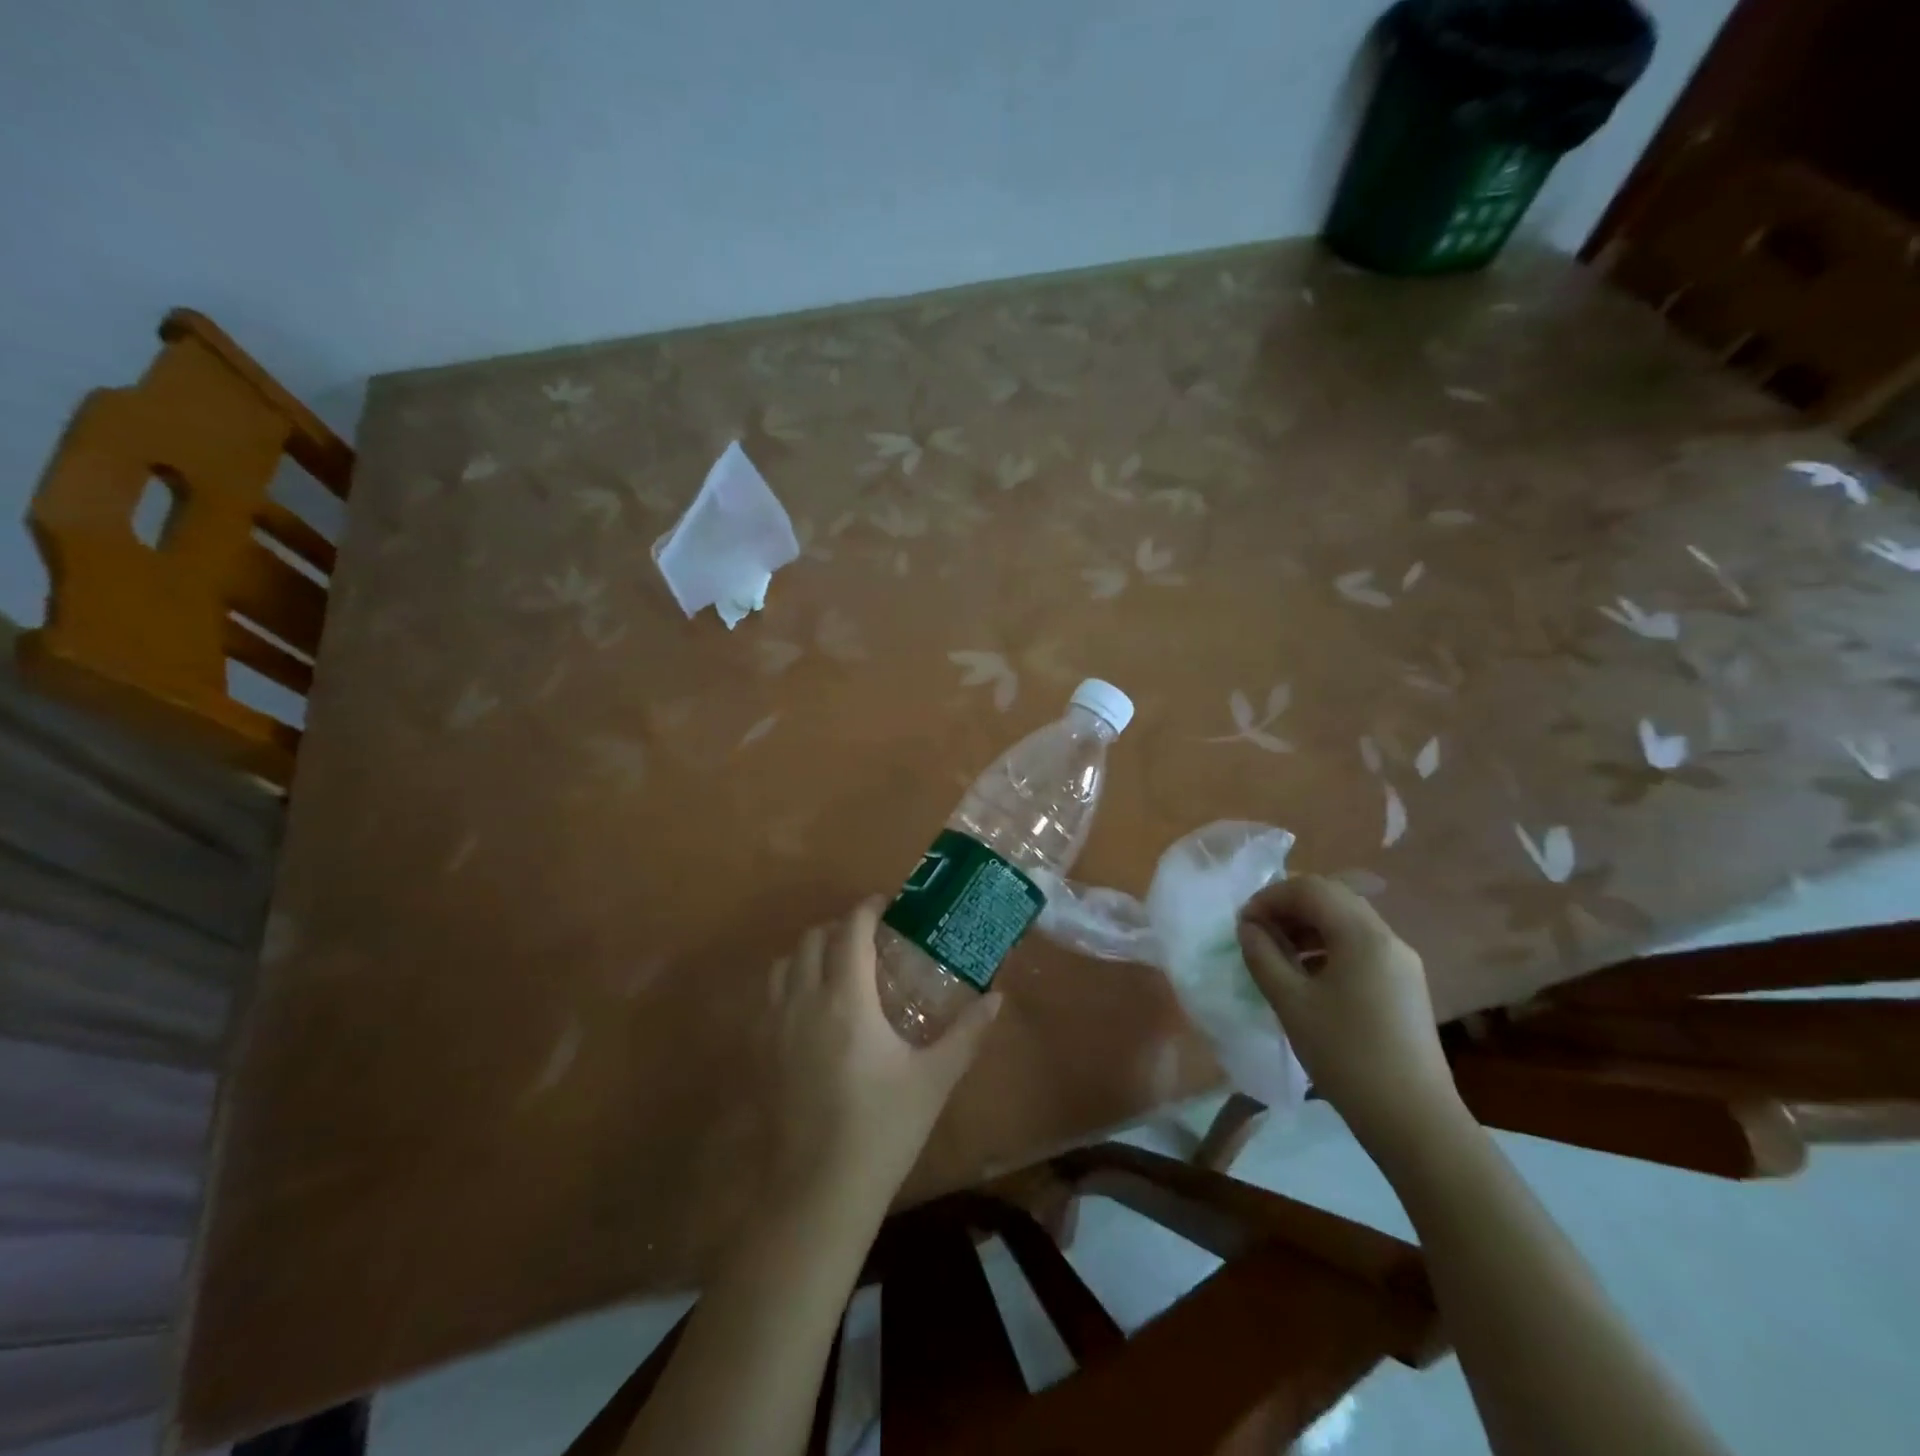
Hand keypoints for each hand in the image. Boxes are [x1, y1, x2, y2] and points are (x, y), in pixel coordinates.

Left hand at [765, 898, 1001, 1212]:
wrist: (818, 1194)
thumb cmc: (883, 1130)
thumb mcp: (935, 1079)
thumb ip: (968, 1032)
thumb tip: (998, 997)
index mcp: (847, 999)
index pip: (851, 929)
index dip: (869, 909)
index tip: (889, 906)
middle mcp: (805, 1000)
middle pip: (814, 938)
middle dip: (842, 927)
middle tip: (872, 940)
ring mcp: (775, 1025)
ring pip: (786, 962)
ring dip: (812, 951)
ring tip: (840, 968)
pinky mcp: (760, 1051)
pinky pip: (770, 994)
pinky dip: (790, 981)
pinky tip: (813, 1009)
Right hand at [1236, 875, 1461, 1155]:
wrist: (1415, 1122)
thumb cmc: (1346, 1056)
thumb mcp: (1291, 1002)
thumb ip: (1263, 955)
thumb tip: (1248, 927)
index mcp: (1362, 935)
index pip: (1310, 889)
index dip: (1270, 898)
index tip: (1243, 924)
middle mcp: (1387, 938)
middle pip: (1331, 899)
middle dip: (1288, 908)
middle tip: (1256, 934)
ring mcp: (1401, 962)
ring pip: (1346, 923)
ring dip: (1306, 928)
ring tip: (1276, 955)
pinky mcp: (1405, 986)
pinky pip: (1359, 948)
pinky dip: (1326, 948)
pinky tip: (1307, 978)